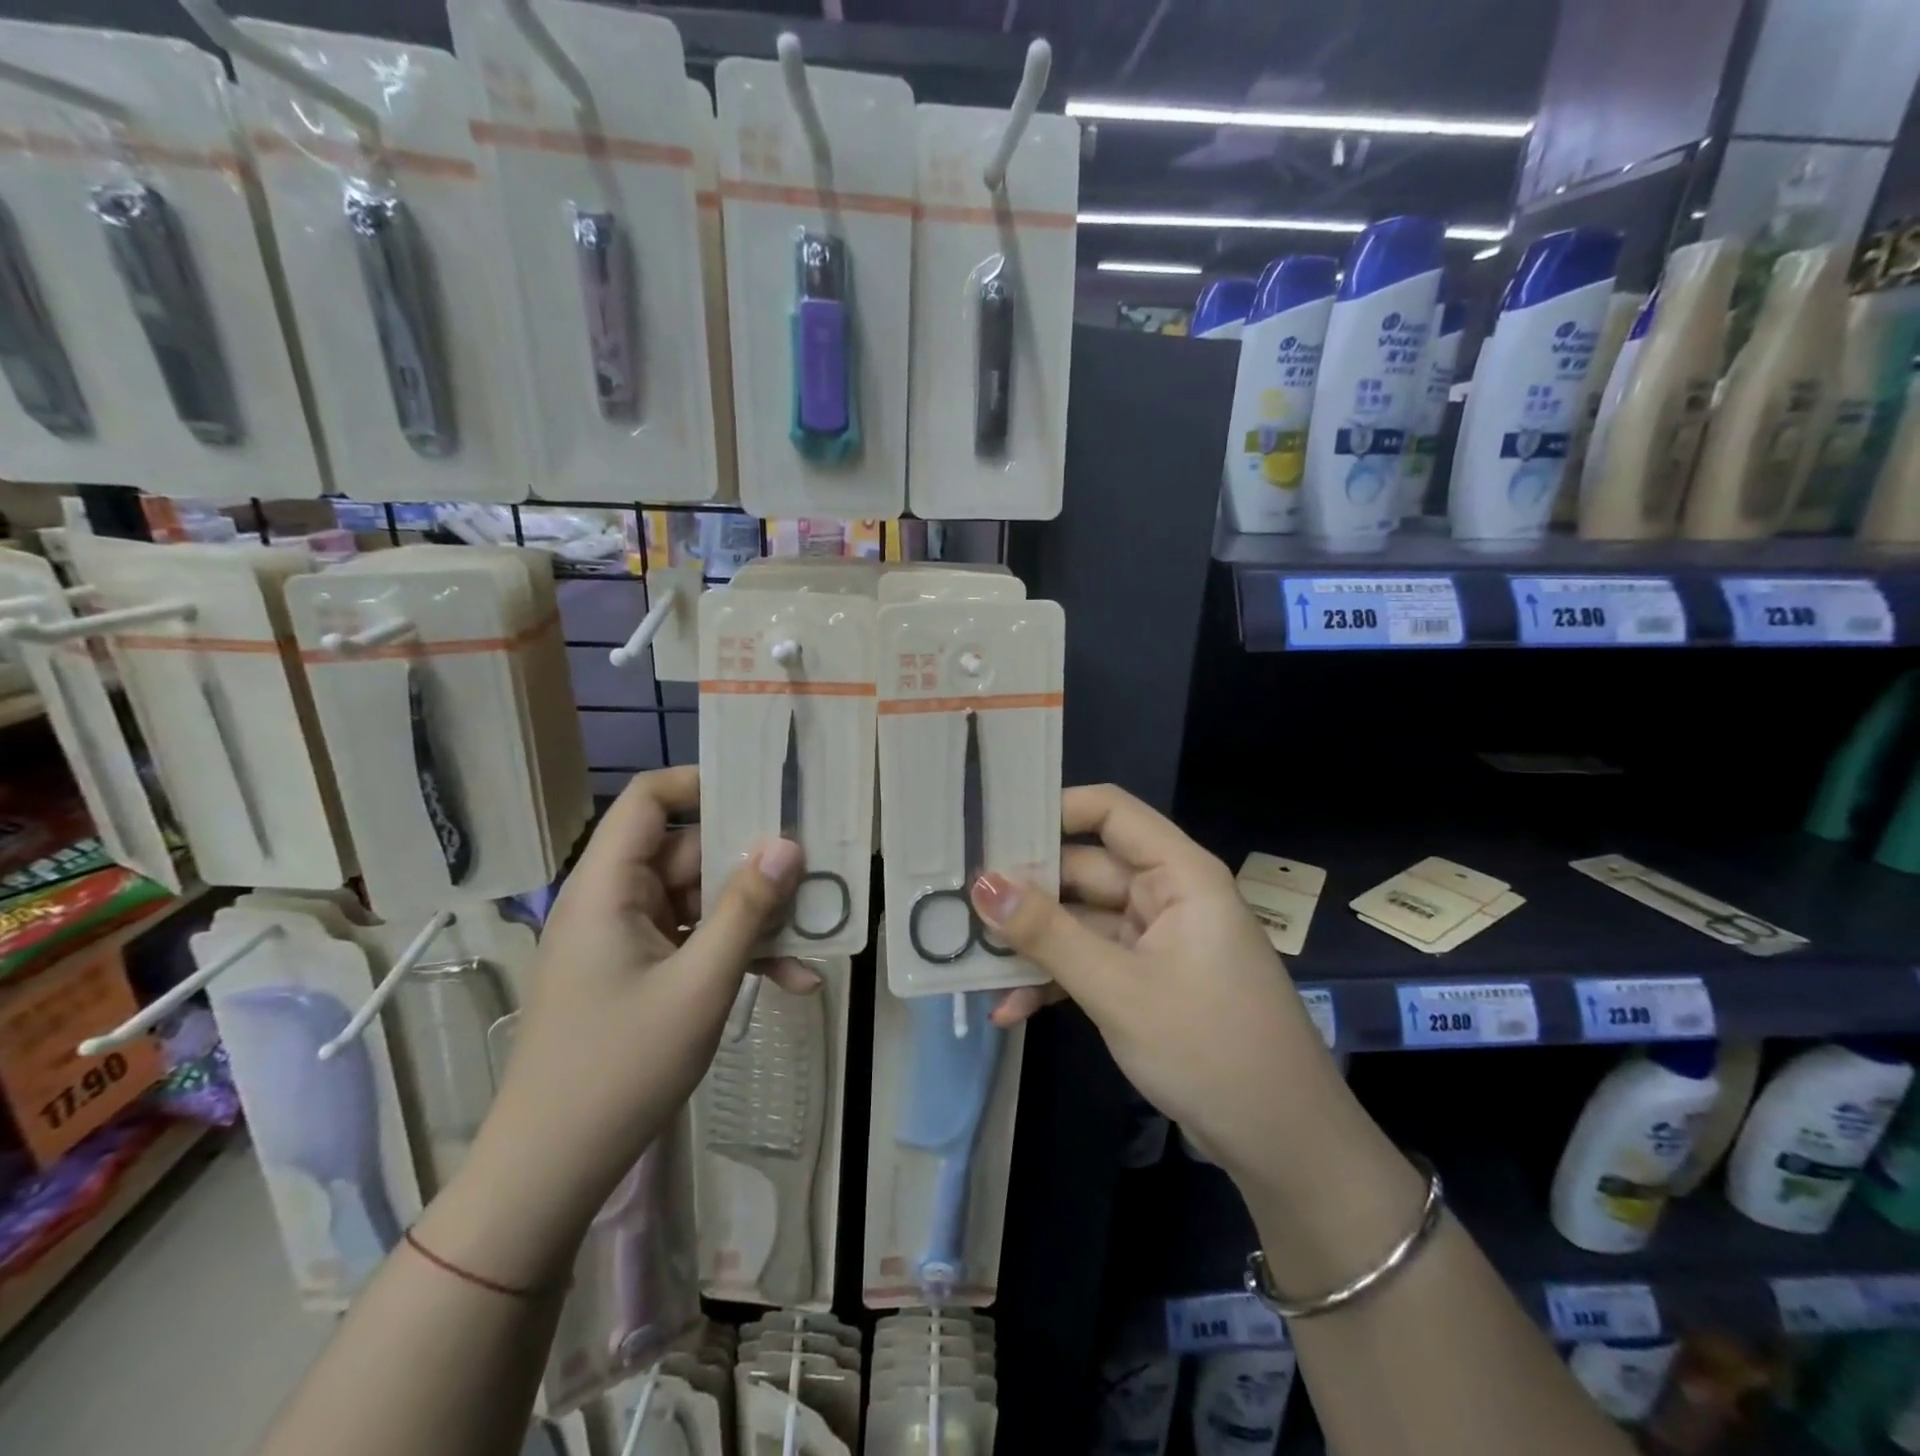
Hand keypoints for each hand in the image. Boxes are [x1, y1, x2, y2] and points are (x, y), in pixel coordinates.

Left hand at [478, 768, 818, 1218]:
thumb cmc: (620, 1067)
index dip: (702, 783)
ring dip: (756, 917)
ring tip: (816, 931)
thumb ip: (747, 908)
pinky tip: (792, 979)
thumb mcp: (700, 983)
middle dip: (753, 864)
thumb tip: (788, 844)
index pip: (649, 800)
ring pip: (703, 901)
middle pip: (690, 852)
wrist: (553, 1170)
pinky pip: (697, 942)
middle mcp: (615, 901)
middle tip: (817, 870)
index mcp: (608, 886)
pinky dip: (738, 954)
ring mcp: (630, 939)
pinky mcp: (643, 972)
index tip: (766, 794)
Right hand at [972, 784, 1339, 1183]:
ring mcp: (1155, 940)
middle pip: (1084, 869)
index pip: (1110, 811)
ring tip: (972, 960)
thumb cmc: (1209, 1047)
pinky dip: (1055, 979)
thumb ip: (1047, 933)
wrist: (1282, 1144)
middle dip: (1026, 891)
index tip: (992, 828)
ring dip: (1033, 944)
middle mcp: (1165, 895)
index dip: (1054, 810)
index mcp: (1178, 874)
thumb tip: (983, 883)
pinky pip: (1090, 961)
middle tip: (958, 902)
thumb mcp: (1118, 988)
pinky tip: (1010, 1008)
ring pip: (1080, 920)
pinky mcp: (1146, 980)